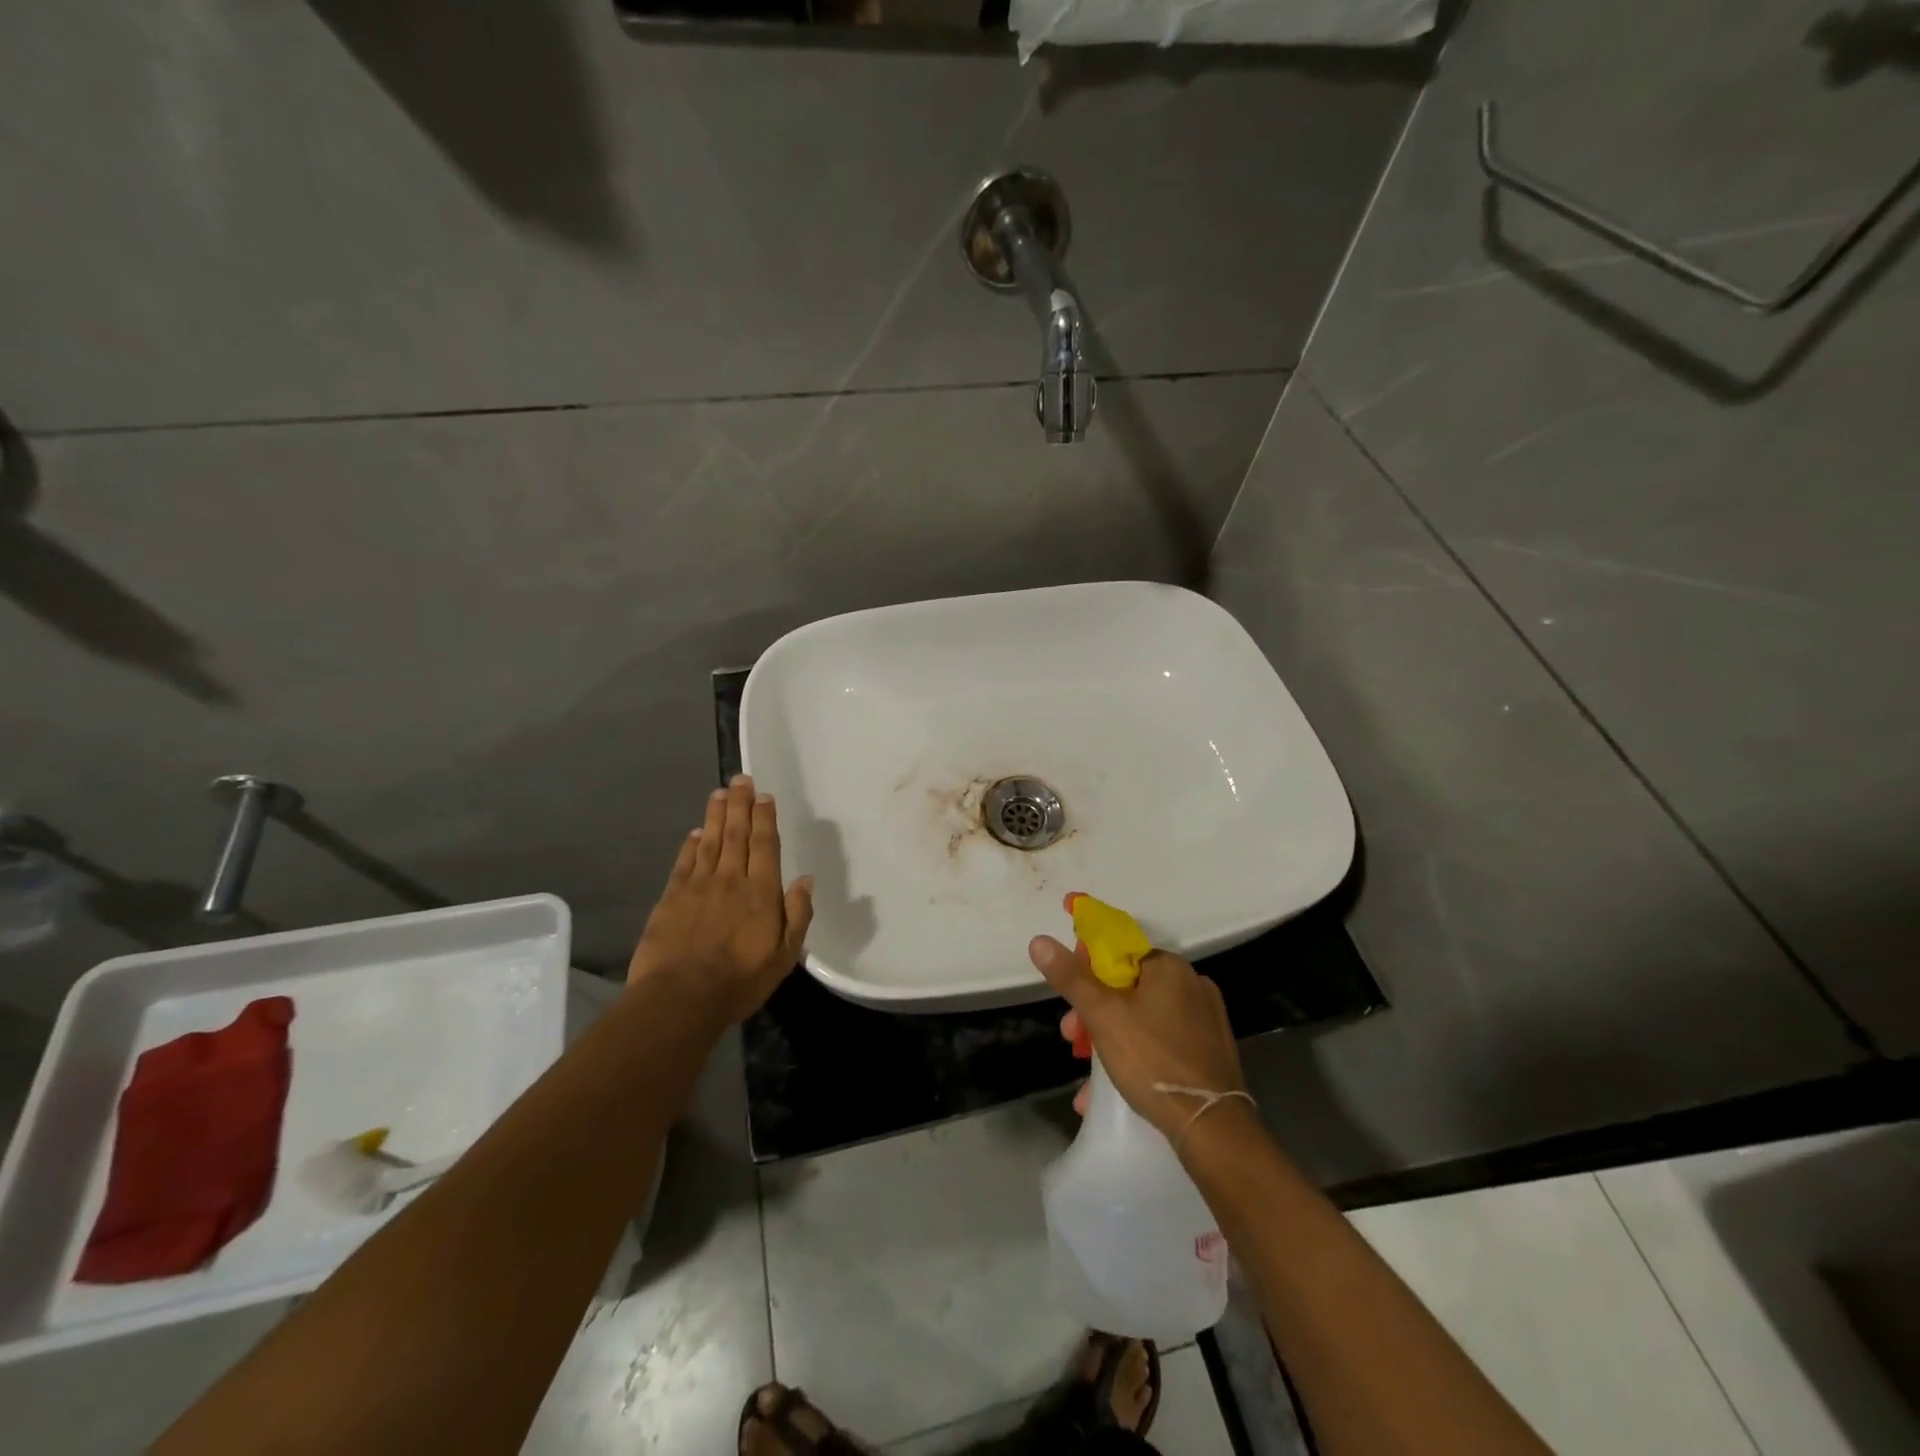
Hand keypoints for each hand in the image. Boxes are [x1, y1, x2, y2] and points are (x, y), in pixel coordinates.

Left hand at [628, 774, 813, 1025]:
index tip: (764, 796)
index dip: (765, 818)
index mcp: (761, 892)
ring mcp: (698, 886)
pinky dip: (690, 845)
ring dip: (715, 815)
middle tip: (740, 779)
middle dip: (740, 804)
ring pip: (709, 841)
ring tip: (719, 793)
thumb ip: (797, 915)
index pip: (764, 845)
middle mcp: (730, 879)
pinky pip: (684, 862)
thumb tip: (806, 880)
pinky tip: (694, 833)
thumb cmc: (740, 981)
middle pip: (736, 834)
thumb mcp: (784, 956)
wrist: (680, 998)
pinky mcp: (671, 898)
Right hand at [1029, 919, 1243, 1143]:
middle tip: (1072, 1039)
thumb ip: (1071, 977)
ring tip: (1087, 1075)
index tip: (1068, 995)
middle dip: (1093, 1012)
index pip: (1118, 950)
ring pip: (1142, 1018)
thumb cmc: (1152, 1060)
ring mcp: (1205, 1020)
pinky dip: (1135, 1056)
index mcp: (1169, 966)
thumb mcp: (1102, 1016)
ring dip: (1108, 1039)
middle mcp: (1191, 984)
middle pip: (1127, 987)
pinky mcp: (1209, 1052)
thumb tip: (1040, 940)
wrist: (1212, 1127)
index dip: (1086, 968)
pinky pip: (1161, 1043)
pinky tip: (1111, 1090)